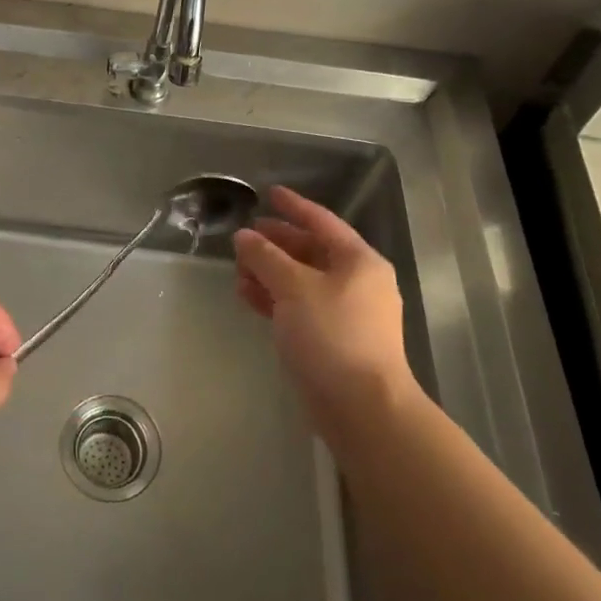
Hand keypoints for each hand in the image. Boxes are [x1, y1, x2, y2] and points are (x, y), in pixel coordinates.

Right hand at [234, 186, 415, 451]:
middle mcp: (357, 282)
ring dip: (270, 272)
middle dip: (276, 243)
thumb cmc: (332, 335)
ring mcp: (346, 313)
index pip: (322, 221)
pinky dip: (274, 299)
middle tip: (245, 235)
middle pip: (311, 251)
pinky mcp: (332, 340)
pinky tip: (247, 295)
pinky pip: (299, 307)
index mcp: (359, 261)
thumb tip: (244, 236)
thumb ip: (266, 258)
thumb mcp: (294, 288)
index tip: (270, 193)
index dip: (294, 206)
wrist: (362, 408)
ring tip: (238, 268)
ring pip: (302, 281)